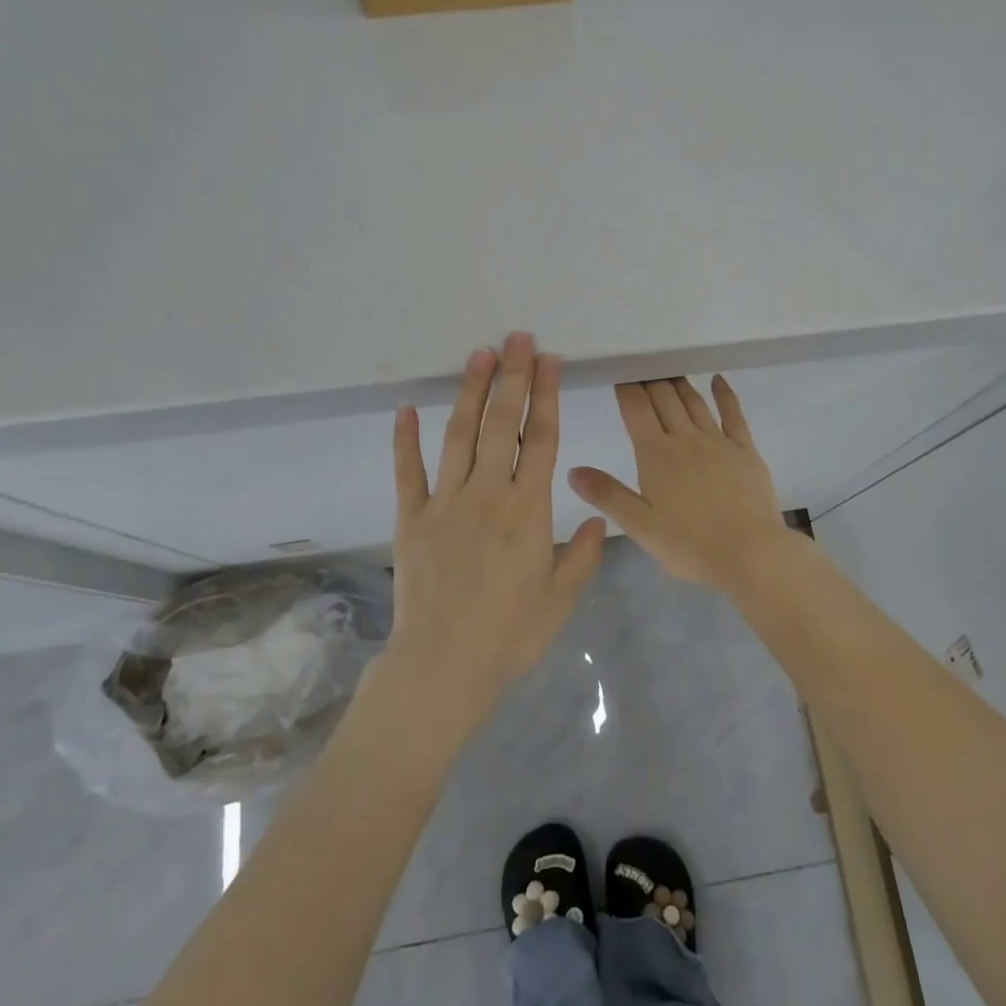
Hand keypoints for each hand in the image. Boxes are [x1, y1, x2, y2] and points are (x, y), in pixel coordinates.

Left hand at [386, 332, 606, 734]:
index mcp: (528, 510)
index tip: (549, 360)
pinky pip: (406, 470)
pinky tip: (406, 407)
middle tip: (517, 338)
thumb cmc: (510, 634)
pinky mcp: (410, 518)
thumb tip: (601, 518)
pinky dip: (405, 438)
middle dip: (512, 376)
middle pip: (501, 423)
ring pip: (458, 434)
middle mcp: (487, 494)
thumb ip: (585, 554)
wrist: (443, 667)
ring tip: (479, 354)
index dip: (546, 395)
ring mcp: (444, 503)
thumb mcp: (561, 597)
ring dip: (469, 391)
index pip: (540, 438)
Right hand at [567, 377, 793, 591]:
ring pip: (694, 402)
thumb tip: (572, 470)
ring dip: (679, 383)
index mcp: (656, 455)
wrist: (751, 553)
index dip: (626, 388)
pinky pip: (733, 414)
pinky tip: (718, 380)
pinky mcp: (746, 451)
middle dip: (650, 379)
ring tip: (668, 368)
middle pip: (664, 399)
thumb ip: (607, 495)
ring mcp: (718, 442)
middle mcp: (686, 439)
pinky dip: (724, 394)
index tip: (619, 372)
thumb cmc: (690, 545)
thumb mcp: (640, 526)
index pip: (636, 410)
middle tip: (641, 364)